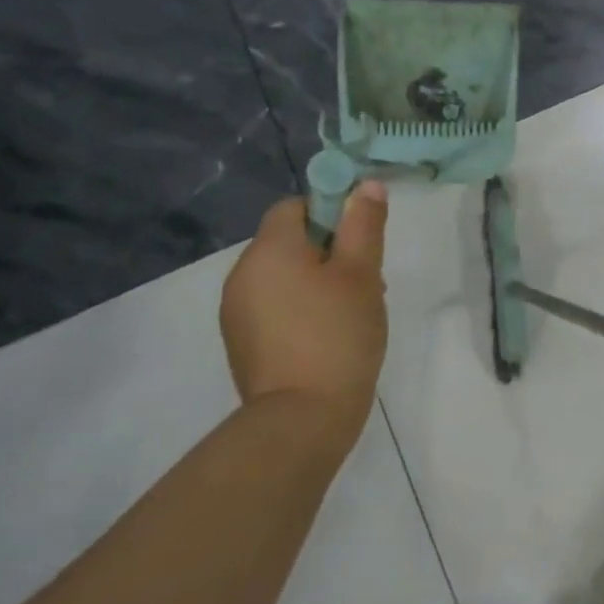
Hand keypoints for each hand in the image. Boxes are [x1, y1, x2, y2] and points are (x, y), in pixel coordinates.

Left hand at [221, 186, 388, 431]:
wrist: (302, 417)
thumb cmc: (338, 334)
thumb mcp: (362, 273)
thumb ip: (363, 224)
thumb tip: (365, 185)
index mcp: (269, 250)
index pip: (294, 207)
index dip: (331, 213)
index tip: (361, 241)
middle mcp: (242, 274)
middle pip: (289, 242)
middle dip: (330, 252)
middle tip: (367, 281)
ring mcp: (237, 311)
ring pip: (284, 276)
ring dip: (317, 281)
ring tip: (352, 312)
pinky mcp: (242, 342)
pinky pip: (274, 306)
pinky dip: (301, 308)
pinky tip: (328, 336)